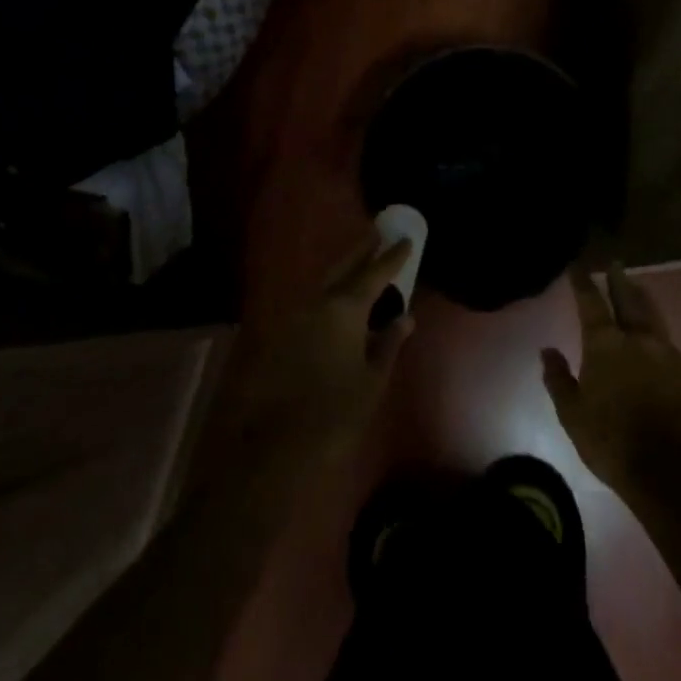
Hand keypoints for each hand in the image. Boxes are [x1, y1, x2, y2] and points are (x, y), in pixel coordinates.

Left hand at [201, 233, 415, 484]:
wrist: (276, 447)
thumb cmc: (335, 413)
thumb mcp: (372, 380)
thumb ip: (388, 343)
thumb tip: (404, 318)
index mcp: (345, 309)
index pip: (374, 274)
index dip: (392, 257)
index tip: (405, 240)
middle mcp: (317, 303)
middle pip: (343, 267)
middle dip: (361, 251)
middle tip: (377, 233)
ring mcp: (294, 317)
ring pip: (324, 284)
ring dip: (343, 271)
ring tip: (360, 264)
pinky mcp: (280, 336)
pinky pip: (311, 304)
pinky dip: (328, 295)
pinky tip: (336, 303)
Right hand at [542, 265, 680, 500]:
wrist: (669, 469)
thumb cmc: (611, 440)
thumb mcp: (572, 414)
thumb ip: (558, 378)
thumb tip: (547, 350)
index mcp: (605, 344)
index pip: (591, 303)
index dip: (583, 282)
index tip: (578, 266)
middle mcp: (636, 338)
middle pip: (627, 299)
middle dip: (618, 280)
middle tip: (615, 263)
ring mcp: (665, 353)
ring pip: (651, 315)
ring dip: (641, 298)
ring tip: (637, 286)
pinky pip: (666, 339)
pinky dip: (656, 328)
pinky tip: (654, 333)